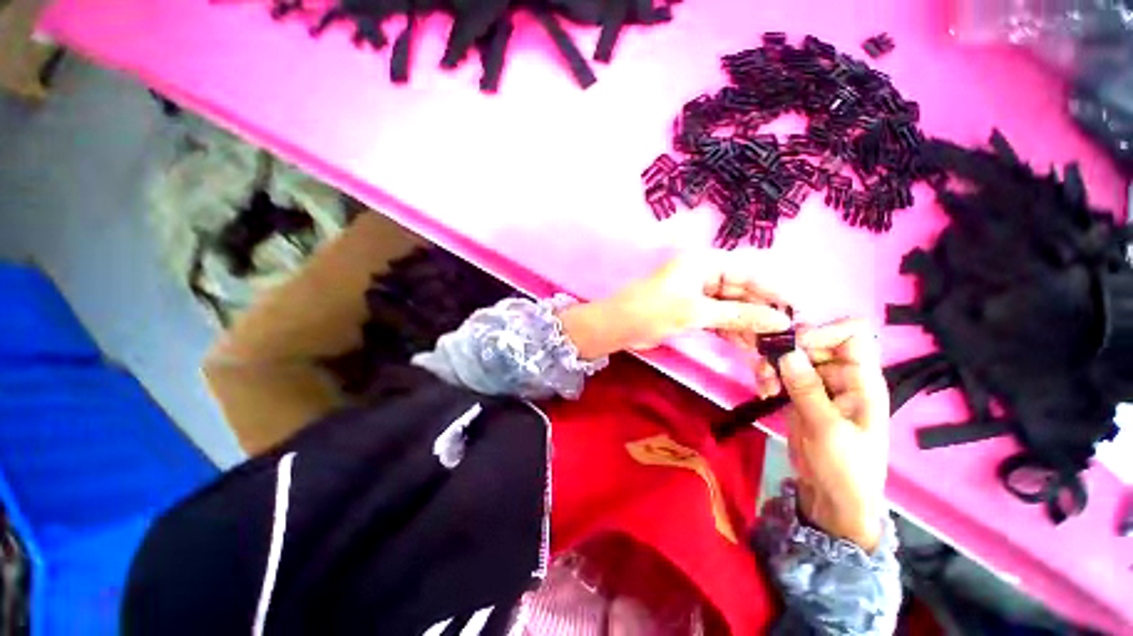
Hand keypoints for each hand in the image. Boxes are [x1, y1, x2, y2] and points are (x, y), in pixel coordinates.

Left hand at [559, 253, 792, 359]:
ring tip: (767, 345)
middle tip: (784, 335)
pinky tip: (746, 345)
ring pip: (731, 307)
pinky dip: (731, 330)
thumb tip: (780, 320)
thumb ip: (738, 315)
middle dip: (761, 312)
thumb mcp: (696, 311)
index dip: (773, 291)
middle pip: (742, 291)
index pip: (748, 272)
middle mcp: (704, 274)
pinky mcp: (691, 310)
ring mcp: (697, 294)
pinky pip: (719, 318)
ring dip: (748, 325)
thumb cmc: (653, 311)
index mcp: (704, 262)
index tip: (796, 311)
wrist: (617, 326)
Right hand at [776, 319, 889, 551]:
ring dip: (772, 366)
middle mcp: (841, 375)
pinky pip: (781, 373)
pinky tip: (764, 393)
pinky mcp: (799, 394)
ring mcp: (818, 384)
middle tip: (766, 369)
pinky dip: (768, 377)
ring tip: (764, 387)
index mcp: (862, 380)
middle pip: (813, 342)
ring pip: (791, 356)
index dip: (824, 331)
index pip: (852, 335)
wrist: (833, 496)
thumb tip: (787, 351)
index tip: (793, 344)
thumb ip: (807, 389)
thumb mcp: (827, 429)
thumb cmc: (845, 467)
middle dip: (786, 351)